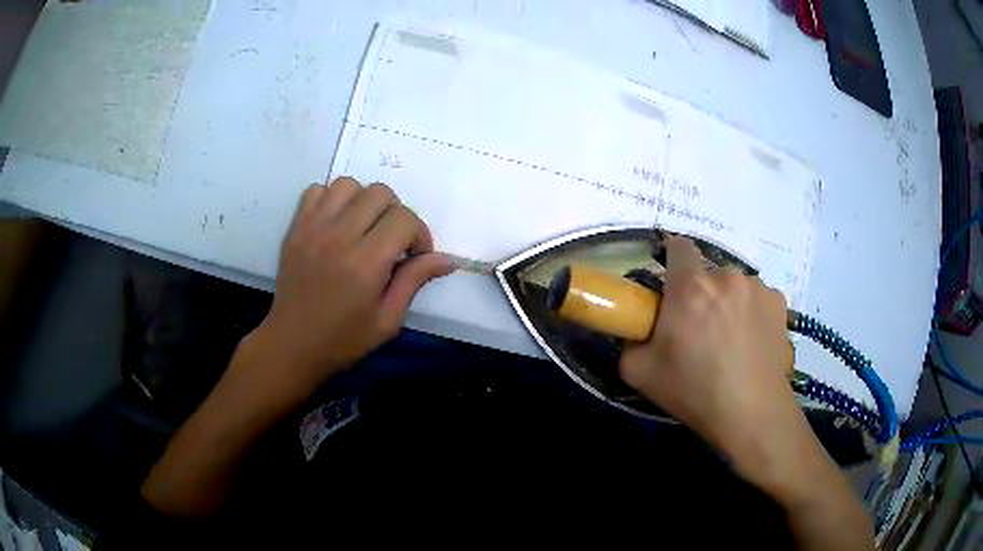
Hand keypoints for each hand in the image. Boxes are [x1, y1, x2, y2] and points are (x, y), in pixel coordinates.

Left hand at [246, 177, 453, 406]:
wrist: (292, 345)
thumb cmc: (343, 340)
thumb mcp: (388, 320)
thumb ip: (414, 281)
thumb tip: (446, 259)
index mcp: (364, 263)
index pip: (404, 219)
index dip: (419, 234)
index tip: (414, 257)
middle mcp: (338, 237)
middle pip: (380, 193)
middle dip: (396, 214)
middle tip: (392, 242)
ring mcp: (312, 229)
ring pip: (349, 184)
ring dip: (364, 202)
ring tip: (364, 228)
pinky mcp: (295, 228)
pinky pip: (316, 190)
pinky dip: (332, 199)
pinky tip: (337, 224)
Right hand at [619, 236, 799, 489]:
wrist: (753, 414)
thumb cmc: (695, 392)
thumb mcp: (639, 373)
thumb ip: (630, 340)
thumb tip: (638, 329)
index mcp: (690, 287)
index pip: (678, 245)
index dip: (671, 260)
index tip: (670, 288)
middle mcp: (726, 276)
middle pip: (707, 272)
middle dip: (699, 293)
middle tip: (699, 330)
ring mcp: (757, 287)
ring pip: (733, 286)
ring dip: (727, 302)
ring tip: (730, 341)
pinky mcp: (779, 302)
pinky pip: (757, 298)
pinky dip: (751, 312)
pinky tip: (752, 343)